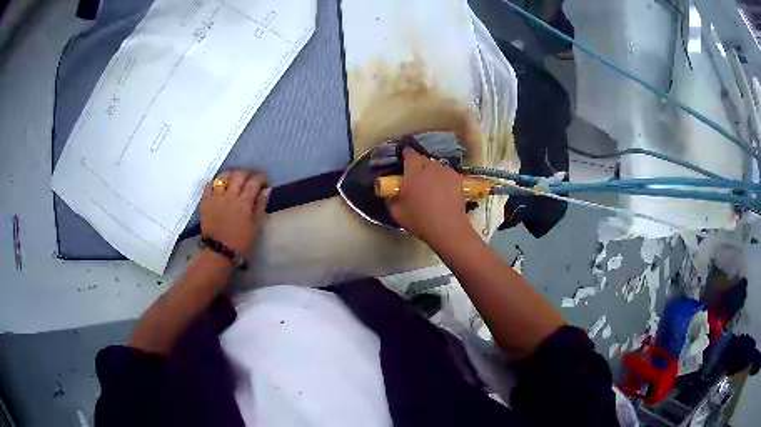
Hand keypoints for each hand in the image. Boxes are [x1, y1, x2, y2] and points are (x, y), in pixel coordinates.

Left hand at [200, 170, 269, 254]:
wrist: (219, 253)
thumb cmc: (241, 242)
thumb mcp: (256, 226)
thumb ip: (261, 206)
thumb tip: (266, 190)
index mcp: (244, 203)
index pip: (254, 182)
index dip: (261, 177)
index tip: (265, 180)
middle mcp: (229, 196)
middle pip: (239, 175)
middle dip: (247, 173)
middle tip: (251, 178)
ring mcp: (215, 198)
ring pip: (223, 176)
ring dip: (231, 174)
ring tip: (235, 179)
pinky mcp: (205, 202)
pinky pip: (209, 185)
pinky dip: (215, 182)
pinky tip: (219, 187)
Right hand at [387, 148, 471, 244]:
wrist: (448, 228)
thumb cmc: (420, 220)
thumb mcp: (396, 212)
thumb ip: (391, 196)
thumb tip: (391, 190)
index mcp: (414, 172)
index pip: (409, 154)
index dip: (405, 155)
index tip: (402, 159)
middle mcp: (431, 168)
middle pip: (423, 159)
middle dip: (418, 164)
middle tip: (414, 176)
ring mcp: (446, 172)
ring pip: (436, 166)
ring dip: (431, 171)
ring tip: (430, 184)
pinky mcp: (458, 179)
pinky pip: (446, 173)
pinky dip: (442, 178)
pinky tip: (442, 190)